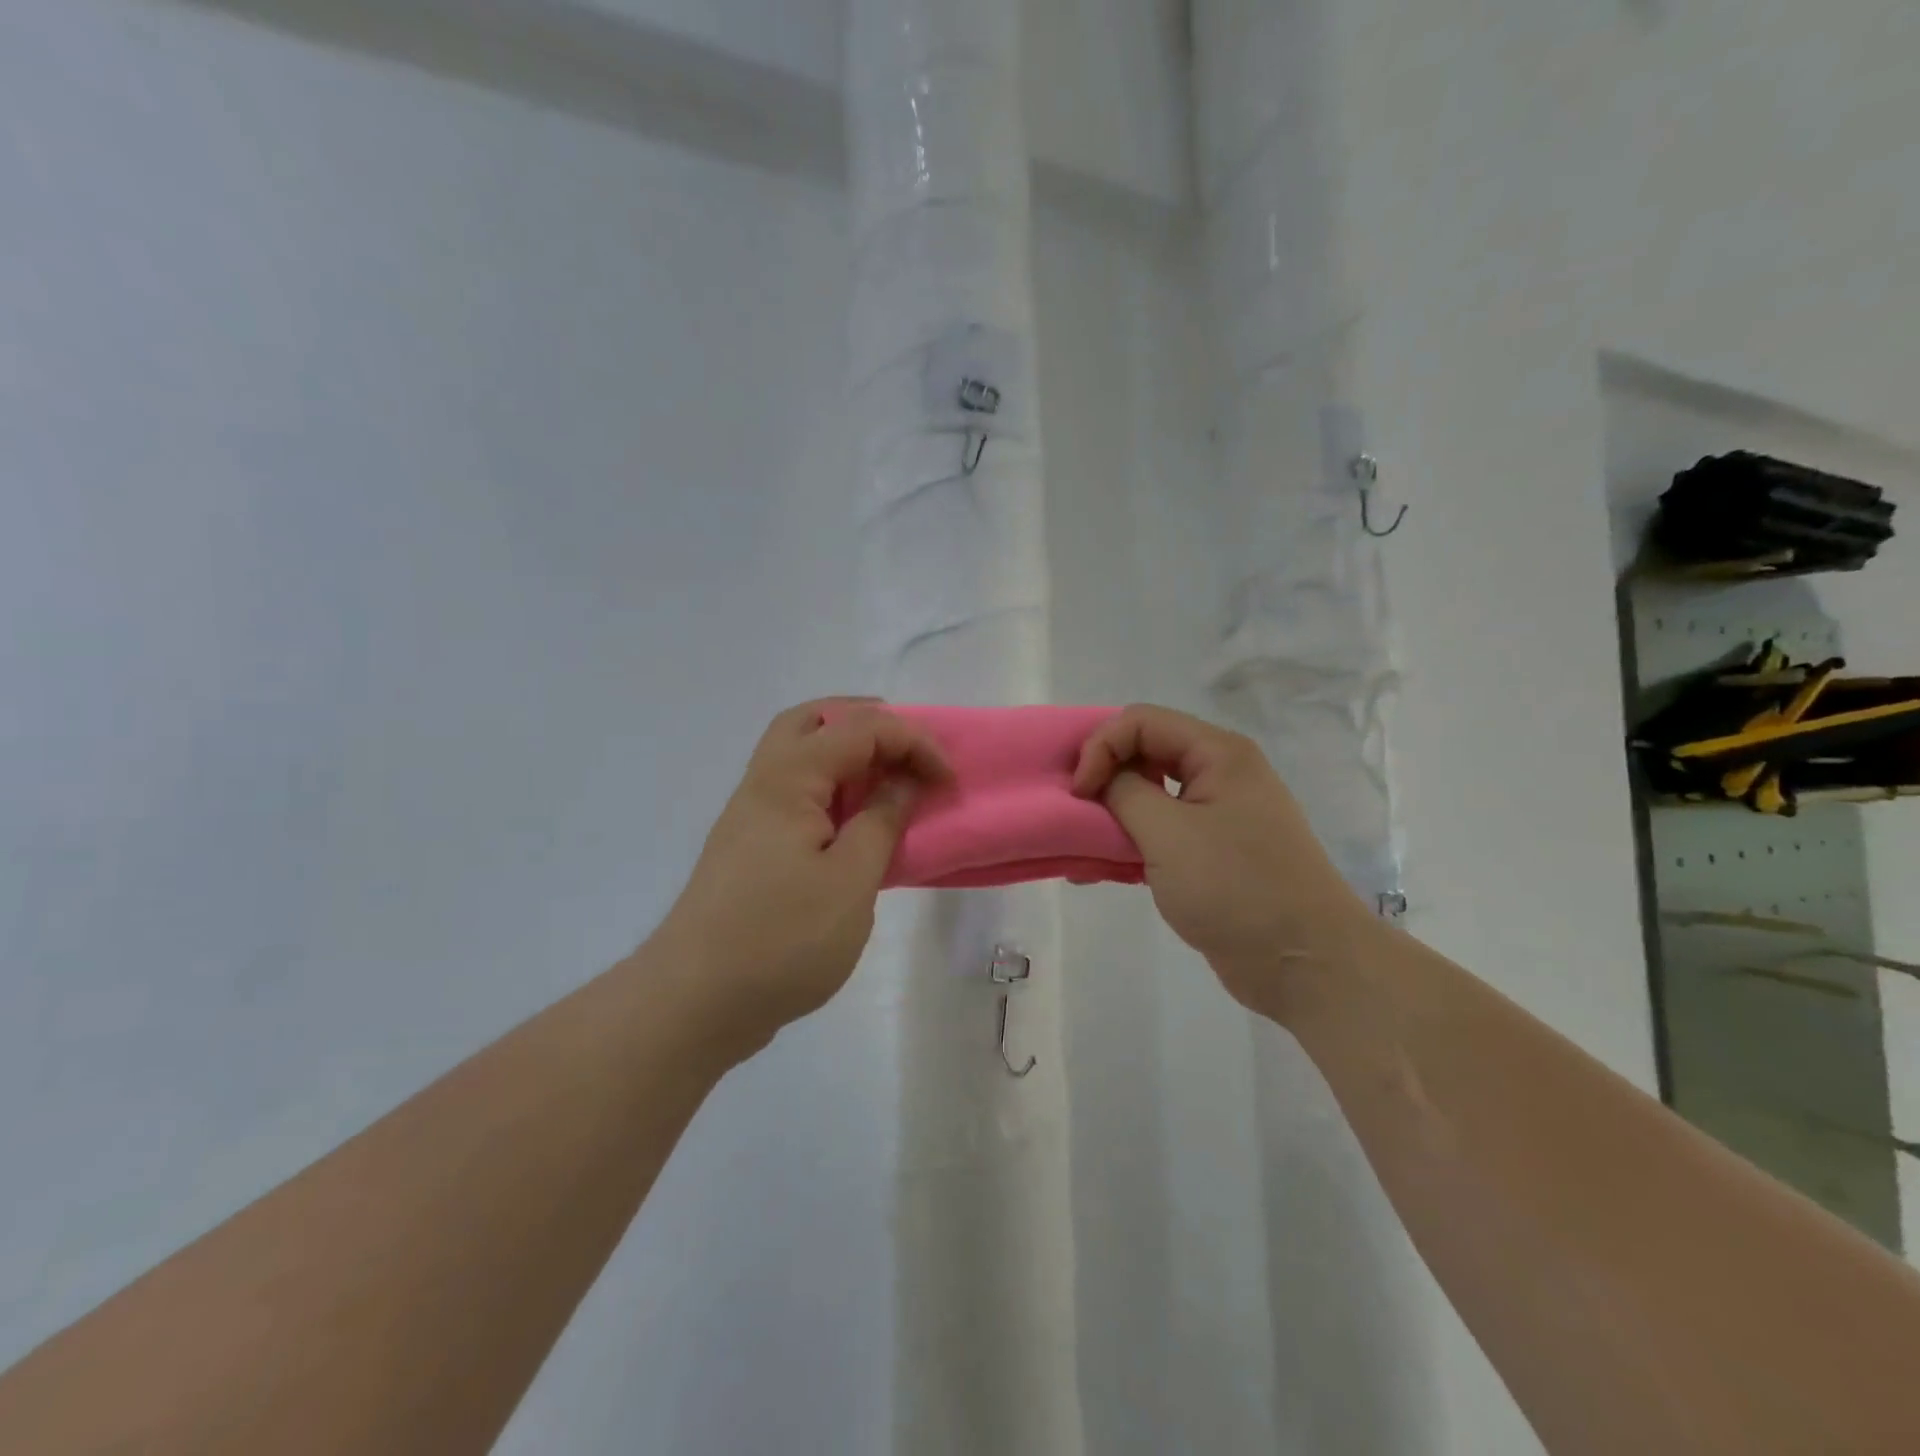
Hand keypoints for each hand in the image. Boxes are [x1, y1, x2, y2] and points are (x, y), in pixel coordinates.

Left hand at [657, 699, 950, 1054]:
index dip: (912, 741)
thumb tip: (903, 782)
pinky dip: (831, 787)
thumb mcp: (850, 881)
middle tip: (907, 749)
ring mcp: (750, 815)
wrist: (694, 1003)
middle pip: (812, 720)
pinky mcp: (750, 847)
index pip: (859, 728)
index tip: (947, 780)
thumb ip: (881, 821)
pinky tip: (855, 823)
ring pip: (798, 754)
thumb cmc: (781, 939)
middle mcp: (763, 783)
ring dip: (846, 752)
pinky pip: (795, 792)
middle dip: (867, 722)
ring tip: (887, 779)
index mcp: (787, 779)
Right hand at [1071, 704, 1372, 1009]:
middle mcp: (1222, 774)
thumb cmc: (1236, 887)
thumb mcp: (1168, 833)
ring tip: (1083, 846)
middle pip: (1147, 752)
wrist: (1304, 963)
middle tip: (1076, 812)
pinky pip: (1163, 832)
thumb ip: (1124, 793)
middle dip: (1105, 776)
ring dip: (1114, 813)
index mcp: (1218, 753)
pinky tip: (1103, 870)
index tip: (1079, 793)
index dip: (1101, 747)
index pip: (1142, 721)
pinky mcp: (1215, 853)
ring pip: (1152, 795)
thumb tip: (1102, 780)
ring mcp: (1221, 815)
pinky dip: (1131, 843)